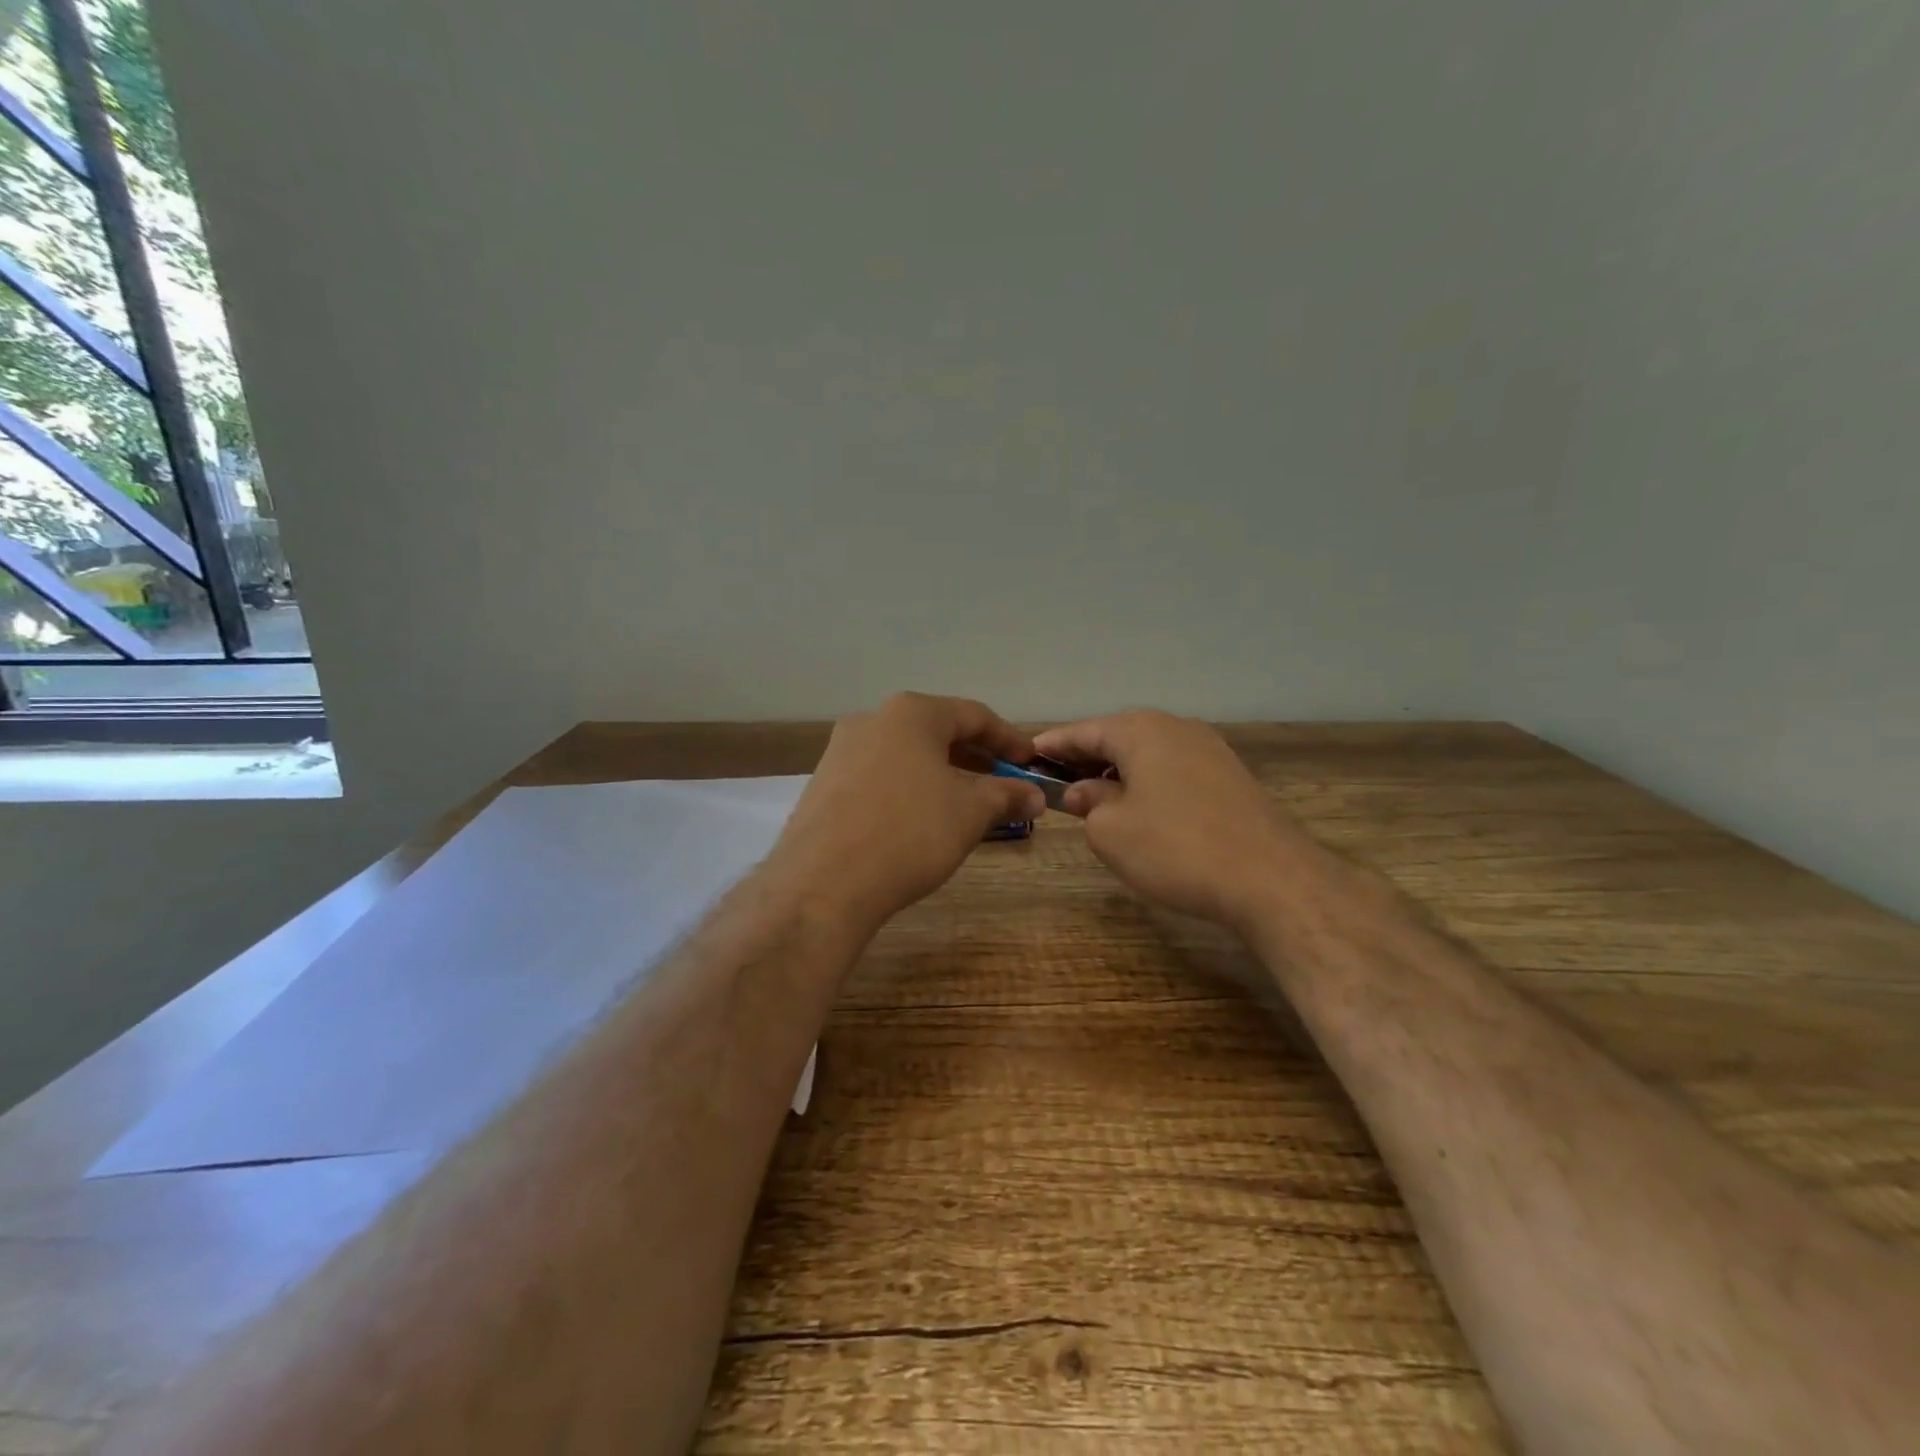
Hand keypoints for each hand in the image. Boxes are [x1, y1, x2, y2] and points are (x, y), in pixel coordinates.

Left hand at [771, 693, 1045, 933]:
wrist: (824, 882)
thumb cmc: (910, 832)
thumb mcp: (970, 812)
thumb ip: (1006, 795)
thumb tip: (1034, 794)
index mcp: (912, 713)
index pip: (974, 716)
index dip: (1009, 740)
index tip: (1030, 764)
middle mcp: (873, 720)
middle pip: (936, 732)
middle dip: (974, 759)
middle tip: (1002, 785)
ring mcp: (841, 751)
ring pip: (906, 756)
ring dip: (941, 776)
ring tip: (964, 806)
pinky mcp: (823, 784)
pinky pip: (879, 778)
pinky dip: (908, 790)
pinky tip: (918, 821)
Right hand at [1034, 711, 1313, 932]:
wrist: (1270, 878)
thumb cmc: (1175, 847)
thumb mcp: (1111, 830)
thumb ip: (1089, 803)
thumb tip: (1084, 792)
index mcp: (1141, 730)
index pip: (1083, 731)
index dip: (1052, 745)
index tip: (1025, 756)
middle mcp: (1176, 728)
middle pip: (1117, 738)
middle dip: (1085, 759)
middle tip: (1055, 782)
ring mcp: (1209, 751)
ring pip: (1148, 755)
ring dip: (1117, 774)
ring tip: (1093, 800)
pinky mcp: (1230, 778)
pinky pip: (1173, 772)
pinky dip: (1147, 784)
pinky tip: (1140, 811)